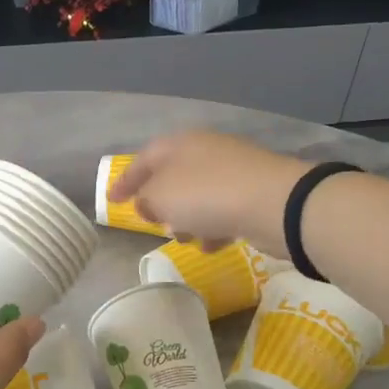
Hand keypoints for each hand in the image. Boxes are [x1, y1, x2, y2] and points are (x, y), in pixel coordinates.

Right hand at [111, 132, 304, 251]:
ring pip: (199, 195)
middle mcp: (207, 151)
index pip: (144, 158)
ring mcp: (235, 171)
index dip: (125, 180)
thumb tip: (148, 202)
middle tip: (153, 221)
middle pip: (174, 176)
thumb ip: (146, 199)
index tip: (112, 201)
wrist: (276, 204)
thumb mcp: (161, 197)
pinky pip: (224, 209)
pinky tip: (213, 244)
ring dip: (188, 218)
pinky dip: (214, 226)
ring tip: (185, 238)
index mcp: (181, 144)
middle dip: (161, 202)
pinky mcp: (256, 193)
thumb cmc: (207, 195)